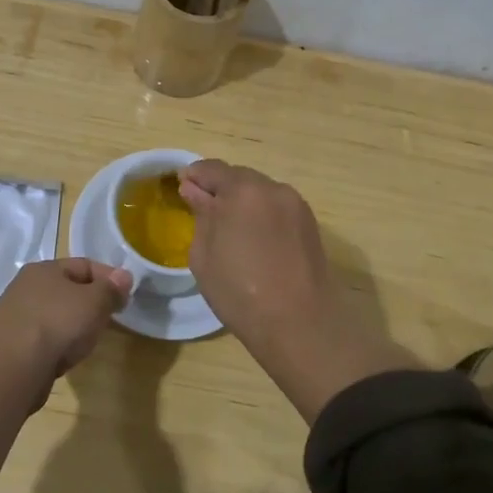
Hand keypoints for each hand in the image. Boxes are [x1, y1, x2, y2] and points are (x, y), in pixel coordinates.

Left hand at [0, 257, 131, 380]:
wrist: (17, 368)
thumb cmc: (59, 324)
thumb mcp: (95, 302)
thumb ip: (111, 288)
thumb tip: (124, 276)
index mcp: (42, 268)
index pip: (83, 265)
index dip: (108, 278)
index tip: (125, 296)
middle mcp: (24, 286)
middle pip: (67, 288)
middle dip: (91, 301)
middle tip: (109, 317)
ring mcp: (14, 315)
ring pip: (54, 313)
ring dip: (74, 322)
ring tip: (89, 339)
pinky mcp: (11, 343)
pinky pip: (43, 335)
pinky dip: (58, 341)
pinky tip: (67, 354)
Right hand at [178, 160, 338, 348]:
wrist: (300, 324)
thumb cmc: (240, 291)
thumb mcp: (204, 255)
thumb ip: (200, 214)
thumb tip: (194, 191)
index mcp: (243, 190)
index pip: (211, 168)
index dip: (193, 176)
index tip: (182, 191)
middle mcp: (273, 188)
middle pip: (239, 177)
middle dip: (220, 189)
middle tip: (205, 213)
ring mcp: (296, 205)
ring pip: (261, 192)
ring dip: (244, 202)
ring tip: (232, 231)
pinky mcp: (310, 224)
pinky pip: (278, 208)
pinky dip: (263, 215)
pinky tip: (256, 241)